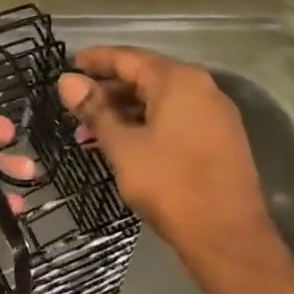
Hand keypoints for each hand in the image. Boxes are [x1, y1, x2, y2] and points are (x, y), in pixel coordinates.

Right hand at [57, 46, 278, 282]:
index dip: (95, 60)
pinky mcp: (218, 138)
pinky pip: (174, 118)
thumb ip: (95, 110)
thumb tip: (67, 81)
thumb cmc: (170, 185)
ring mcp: (213, 114)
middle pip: (145, 76)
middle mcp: (201, 88)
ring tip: (89, 131)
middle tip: (73, 106)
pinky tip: (122, 143)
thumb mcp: (123, 146)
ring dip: (123, 111)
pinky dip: (145, 123)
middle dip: (106, 90)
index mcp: (178, 81)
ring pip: (159, 100)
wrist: (227, 236)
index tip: (66, 65)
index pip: (127, 57)